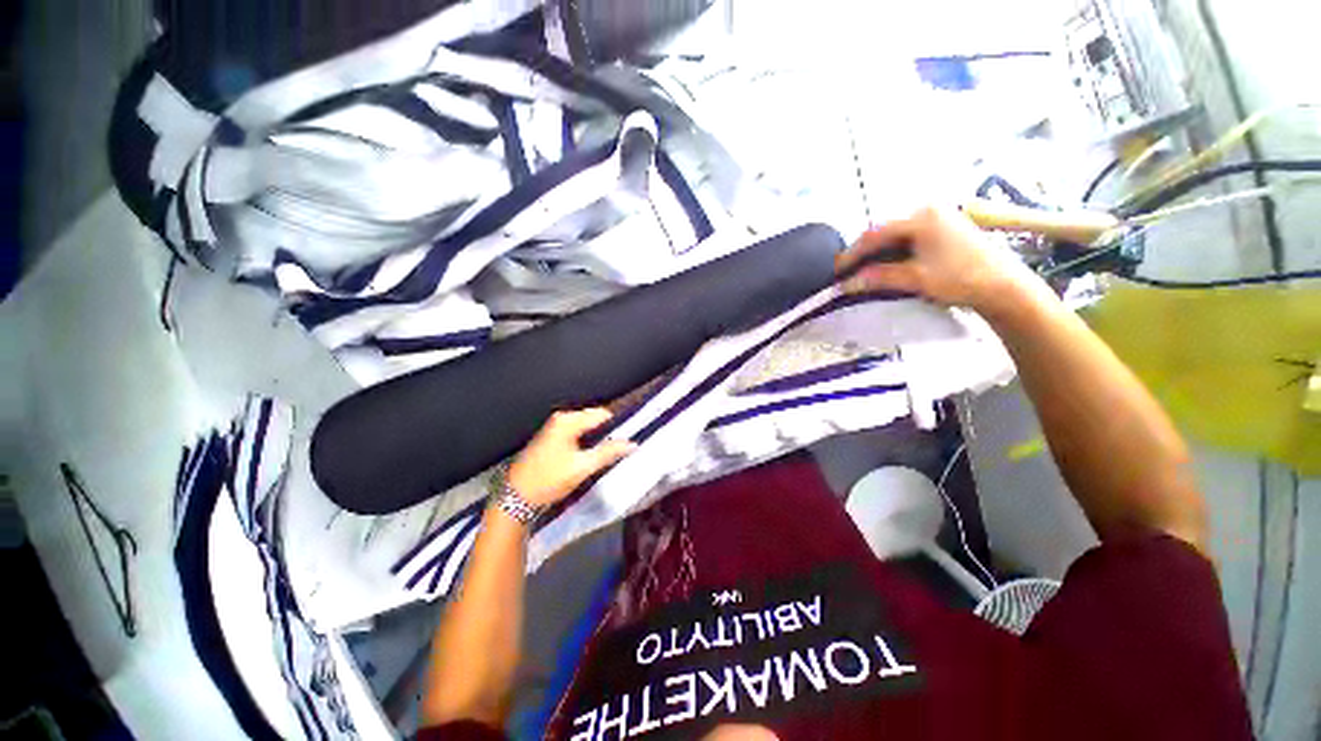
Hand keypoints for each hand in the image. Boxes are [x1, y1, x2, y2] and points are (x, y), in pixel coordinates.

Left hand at [507, 409, 636, 506]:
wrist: (516, 497)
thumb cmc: (549, 479)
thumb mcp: (582, 467)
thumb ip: (608, 453)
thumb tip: (632, 444)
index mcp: (568, 421)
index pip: (602, 414)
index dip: (618, 424)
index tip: (631, 436)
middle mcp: (561, 419)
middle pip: (594, 419)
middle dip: (608, 431)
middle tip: (622, 447)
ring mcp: (555, 427)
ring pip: (586, 427)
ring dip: (598, 438)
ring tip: (610, 452)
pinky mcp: (552, 438)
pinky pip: (577, 433)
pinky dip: (587, 441)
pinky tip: (593, 455)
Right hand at [834, 207, 1040, 312]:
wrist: (1004, 286)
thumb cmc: (960, 278)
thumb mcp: (914, 279)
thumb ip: (878, 277)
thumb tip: (846, 283)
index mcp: (920, 216)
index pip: (874, 234)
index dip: (852, 254)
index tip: (836, 271)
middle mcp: (928, 210)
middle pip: (884, 231)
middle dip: (864, 253)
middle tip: (847, 272)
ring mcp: (938, 217)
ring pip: (896, 235)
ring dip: (878, 253)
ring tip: (863, 271)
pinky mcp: (945, 227)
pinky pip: (909, 237)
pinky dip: (894, 252)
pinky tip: (886, 265)